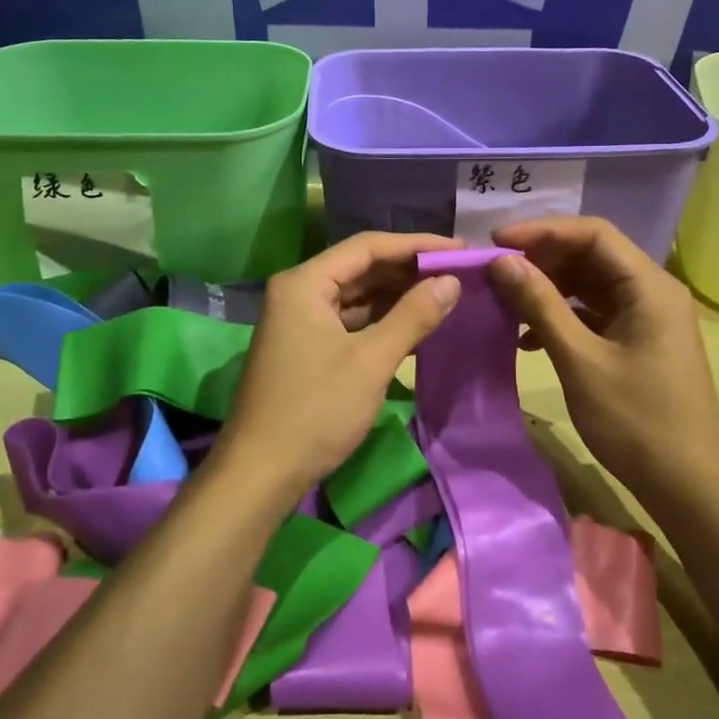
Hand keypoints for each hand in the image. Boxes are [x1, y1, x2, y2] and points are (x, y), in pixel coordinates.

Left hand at [215, 232, 463, 496]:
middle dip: (408, 269)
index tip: (459, 249)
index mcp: (304, 283)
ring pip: (356, 294)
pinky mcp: (306, 346)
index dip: (416, 244)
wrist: (260, 474)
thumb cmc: (315, 411)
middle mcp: (298, 292)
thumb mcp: (370, 362)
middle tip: (456, 272)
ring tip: (444, 292)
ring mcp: (299, 320)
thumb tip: (451, 281)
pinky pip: (349, 319)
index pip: (367, 247)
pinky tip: (413, 321)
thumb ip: (413, 316)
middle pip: (360, 267)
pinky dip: (380, 319)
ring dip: (396, 294)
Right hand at [489, 217, 718, 499]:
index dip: (542, 230)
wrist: (689, 486)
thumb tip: (502, 262)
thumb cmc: (636, 421)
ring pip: (590, 284)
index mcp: (649, 286)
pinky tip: (528, 338)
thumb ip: (541, 305)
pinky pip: (595, 313)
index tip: (497, 242)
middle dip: (542, 259)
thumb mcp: (580, 360)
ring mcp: (647, 317)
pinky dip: (562, 316)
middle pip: (591, 255)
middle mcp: (652, 291)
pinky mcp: (638, 341)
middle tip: (496, 273)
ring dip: (548, 289)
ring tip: (505, 302)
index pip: (593, 233)